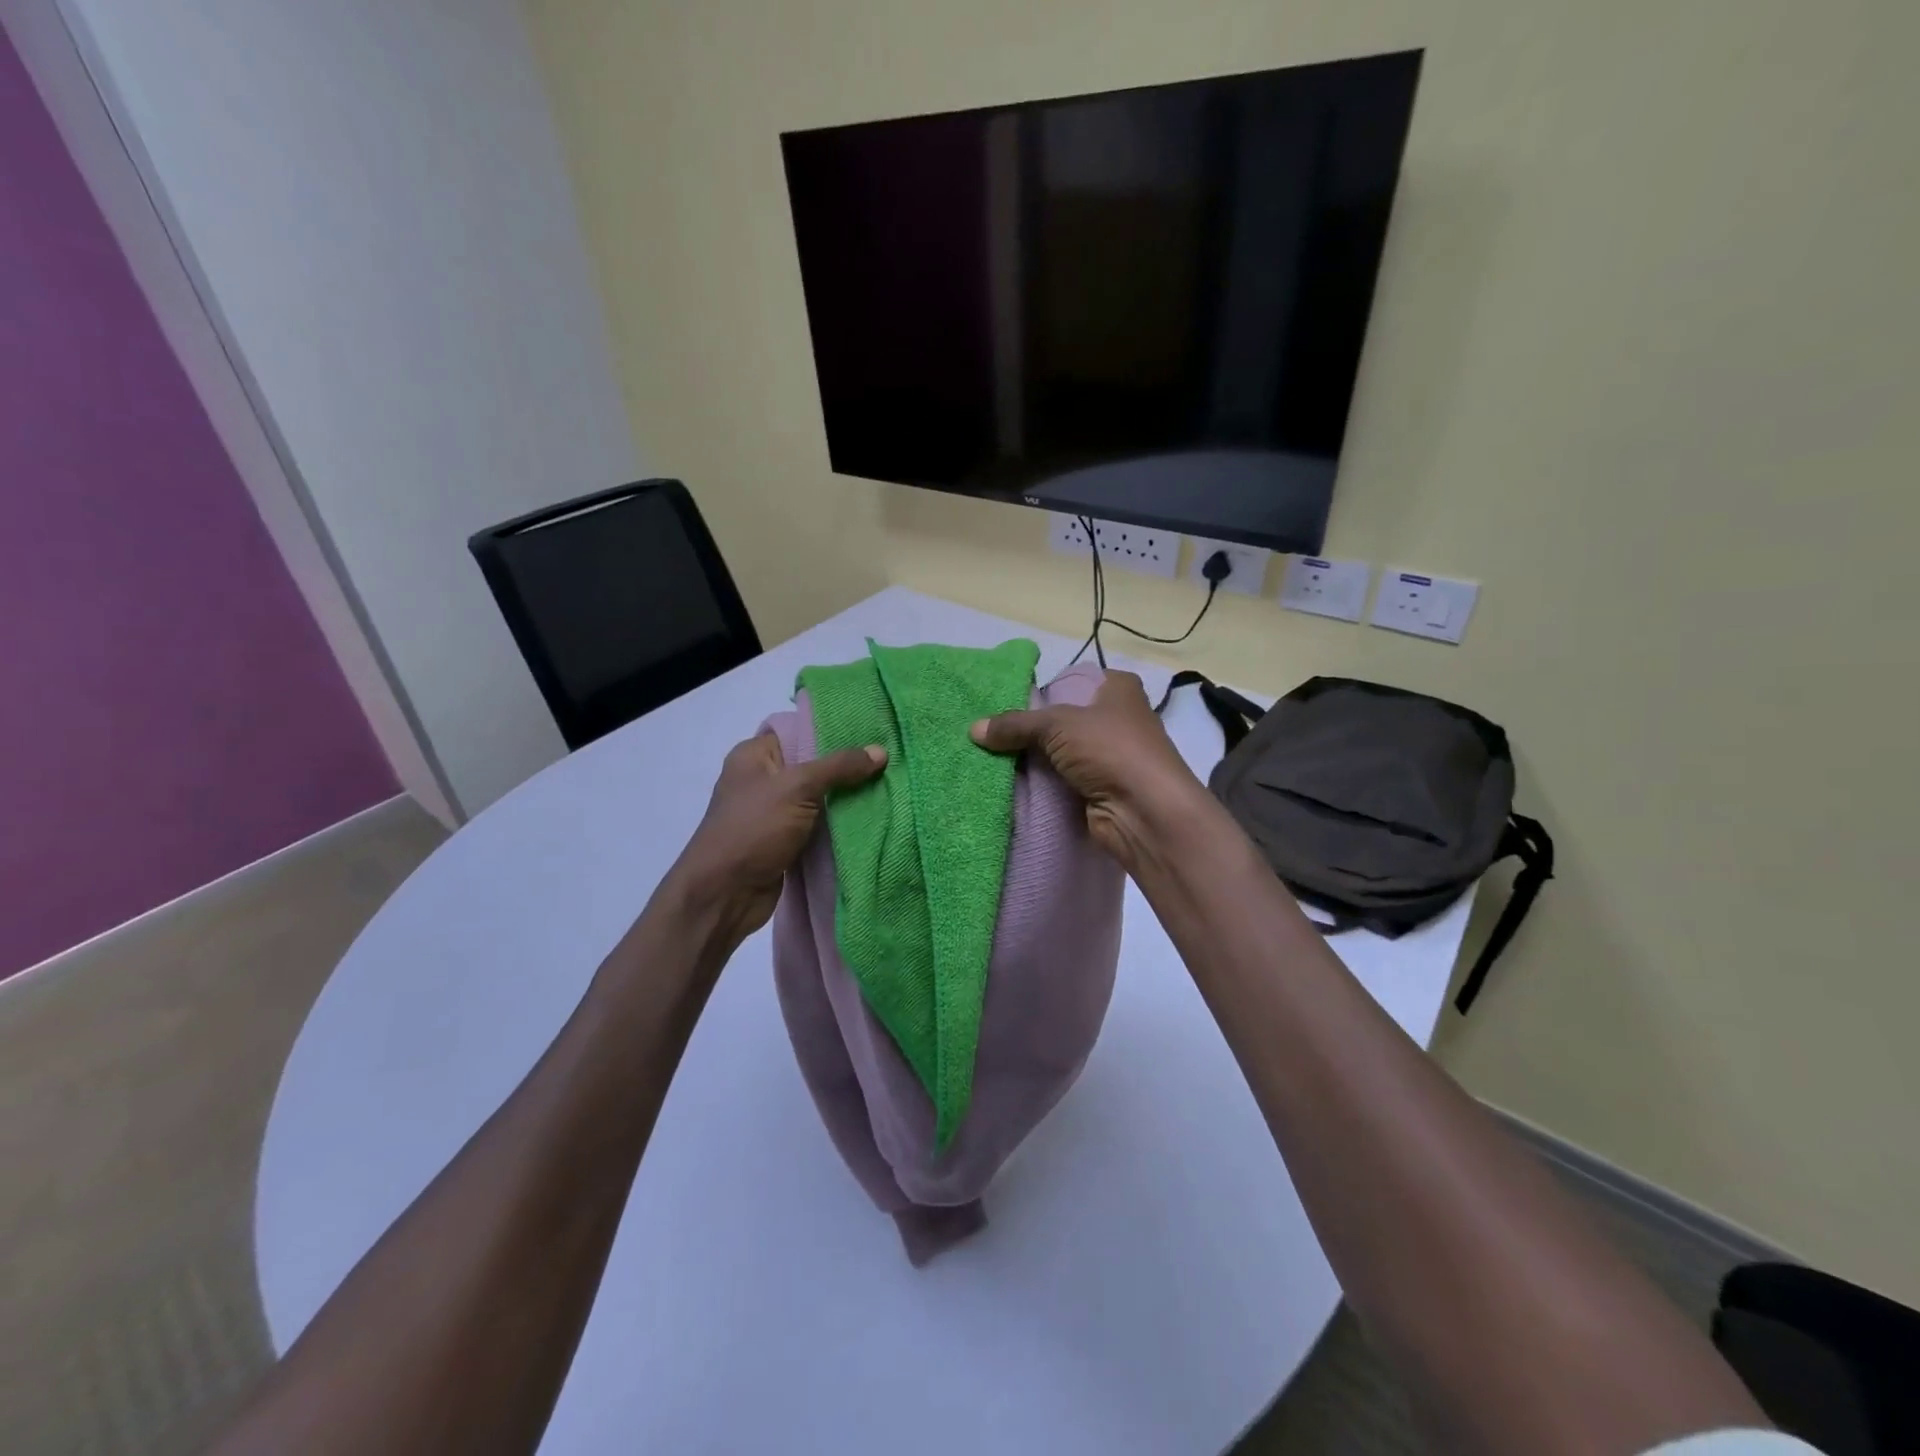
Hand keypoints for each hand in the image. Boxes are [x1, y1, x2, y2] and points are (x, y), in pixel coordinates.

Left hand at [671, 732, 885, 941]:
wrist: (725, 894)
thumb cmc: (753, 829)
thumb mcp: (797, 787)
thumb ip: (839, 767)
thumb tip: (881, 751)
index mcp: (754, 755)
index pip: (799, 730)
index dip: (834, 729)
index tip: (872, 730)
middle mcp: (762, 779)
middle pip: (812, 764)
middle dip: (847, 766)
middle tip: (888, 759)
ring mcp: (773, 812)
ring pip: (818, 797)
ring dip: (847, 797)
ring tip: (888, 784)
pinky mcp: (784, 840)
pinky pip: (818, 824)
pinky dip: (839, 823)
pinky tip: (872, 815)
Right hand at [970, 671, 1207, 870]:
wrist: (1145, 811)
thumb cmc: (1110, 749)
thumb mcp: (1057, 725)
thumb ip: (1015, 725)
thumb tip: (974, 730)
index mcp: (1118, 688)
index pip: (1072, 681)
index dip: (1043, 692)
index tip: (1007, 704)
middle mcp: (1118, 718)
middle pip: (1064, 719)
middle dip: (1032, 729)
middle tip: (991, 733)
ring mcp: (1111, 756)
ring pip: (1063, 752)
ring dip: (1036, 759)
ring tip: (993, 759)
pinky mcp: (1103, 788)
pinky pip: (1065, 780)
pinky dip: (1044, 783)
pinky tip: (1013, 784)